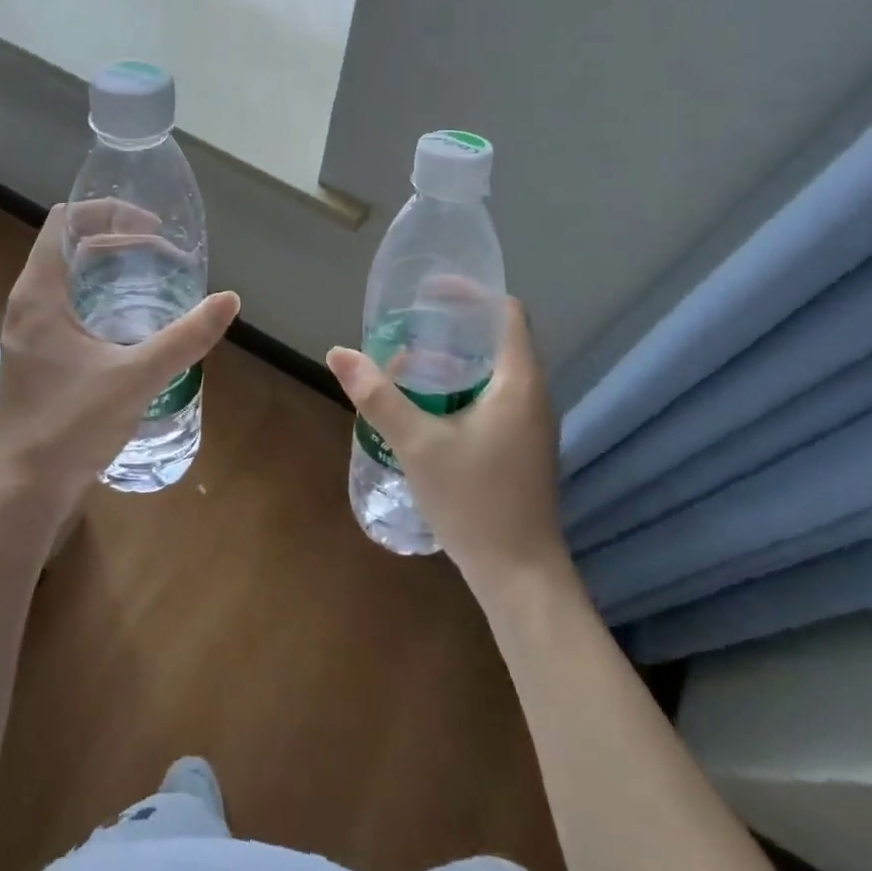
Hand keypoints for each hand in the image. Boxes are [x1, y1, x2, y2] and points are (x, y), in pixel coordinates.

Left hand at [0, 203, 239, 529]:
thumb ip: (185, 337)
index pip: (65, 222)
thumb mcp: (136, 377)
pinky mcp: (39, 355)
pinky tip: (135, 322)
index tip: (151, 225)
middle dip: (120, 240)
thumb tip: (229, 300)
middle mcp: (29, 303)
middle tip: (166, 255)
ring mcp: (31, 331)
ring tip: (157, 280)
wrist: (26, 490)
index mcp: (40, 294)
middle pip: (71, 246)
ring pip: (71, 278)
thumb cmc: (71, 426)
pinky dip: (102, 298)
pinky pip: (70, 306)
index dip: (107, 211)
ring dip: (111, 270)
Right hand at [326, 298, 566, 596]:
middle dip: (451, 330)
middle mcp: (533, 395)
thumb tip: (338, 353)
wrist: (521, 577)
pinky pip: (494, 398)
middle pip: (496, 340)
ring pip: (493, 372)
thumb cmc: (475, 502)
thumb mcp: (418, 445)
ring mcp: (531, 425)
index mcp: (519, 382)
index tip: (428, 293)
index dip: (470, 293)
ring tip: (406, 369)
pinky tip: (427, 411)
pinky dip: (461, 389)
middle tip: (406, 332)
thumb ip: (378, 396)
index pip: (506, 312)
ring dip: (453, 363)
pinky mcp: (523, 448)